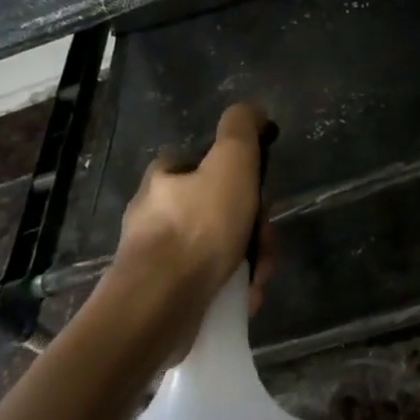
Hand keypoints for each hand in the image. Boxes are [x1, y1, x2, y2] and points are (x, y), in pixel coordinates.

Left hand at [109, 103, 274, 338]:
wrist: (159, 308)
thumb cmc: (198, 227)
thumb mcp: (231, 161)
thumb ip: (241, 128)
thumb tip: (252, 111)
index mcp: (164, 178)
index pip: (205, 163)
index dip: (242, 175)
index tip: (261, 194)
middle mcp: (154, 214)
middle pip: (220, 209)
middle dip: (252, 225)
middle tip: (265, 242)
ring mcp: (156, 259)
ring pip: (218, 248)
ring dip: (248, 259)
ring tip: (257, 276)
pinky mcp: (162, 297)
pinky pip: (208, 283)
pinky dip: (231, 287)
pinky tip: (243, 297)